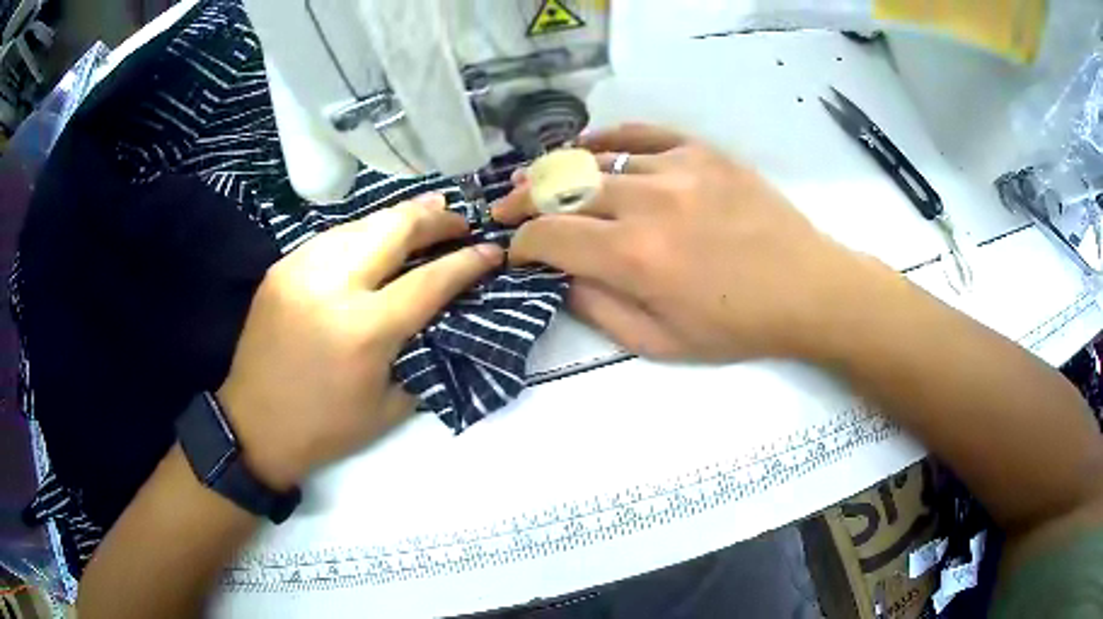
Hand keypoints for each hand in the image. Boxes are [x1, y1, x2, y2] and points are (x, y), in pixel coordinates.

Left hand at [217, 195, 502, 489]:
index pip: (430, 280)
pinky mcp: (282, 268)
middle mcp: (333, 286)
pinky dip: (364, 232)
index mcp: (365, 330)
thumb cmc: (326, 428)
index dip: (467, 262)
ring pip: (362, 223)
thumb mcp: (391, 406)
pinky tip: (376, 238)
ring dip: (399, 217)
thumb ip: (423, 352)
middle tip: (459, 220)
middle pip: (394, 229)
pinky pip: (333, 237)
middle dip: (435, 219)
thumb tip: (447, 313)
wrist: (253, 426)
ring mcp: (301, 269)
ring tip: (426, 215)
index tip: (492, 250)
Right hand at [495, 123, 895, 361]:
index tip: (513, 249)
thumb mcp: (661, 344)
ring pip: (595, 159)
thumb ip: (599, 309)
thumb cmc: (736, 327)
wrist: (807, 289)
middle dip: (522, 200)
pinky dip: (606, 138)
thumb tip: (559, 277)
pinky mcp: (701, 151)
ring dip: (556, 170)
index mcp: (635, 258)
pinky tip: (587, 146)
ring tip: (536, 178)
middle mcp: (647, 203)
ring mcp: (676, 168)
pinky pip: (639, 133)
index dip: (520, 242)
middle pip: (561, 188)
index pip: (549, 236)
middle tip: (505, 208)